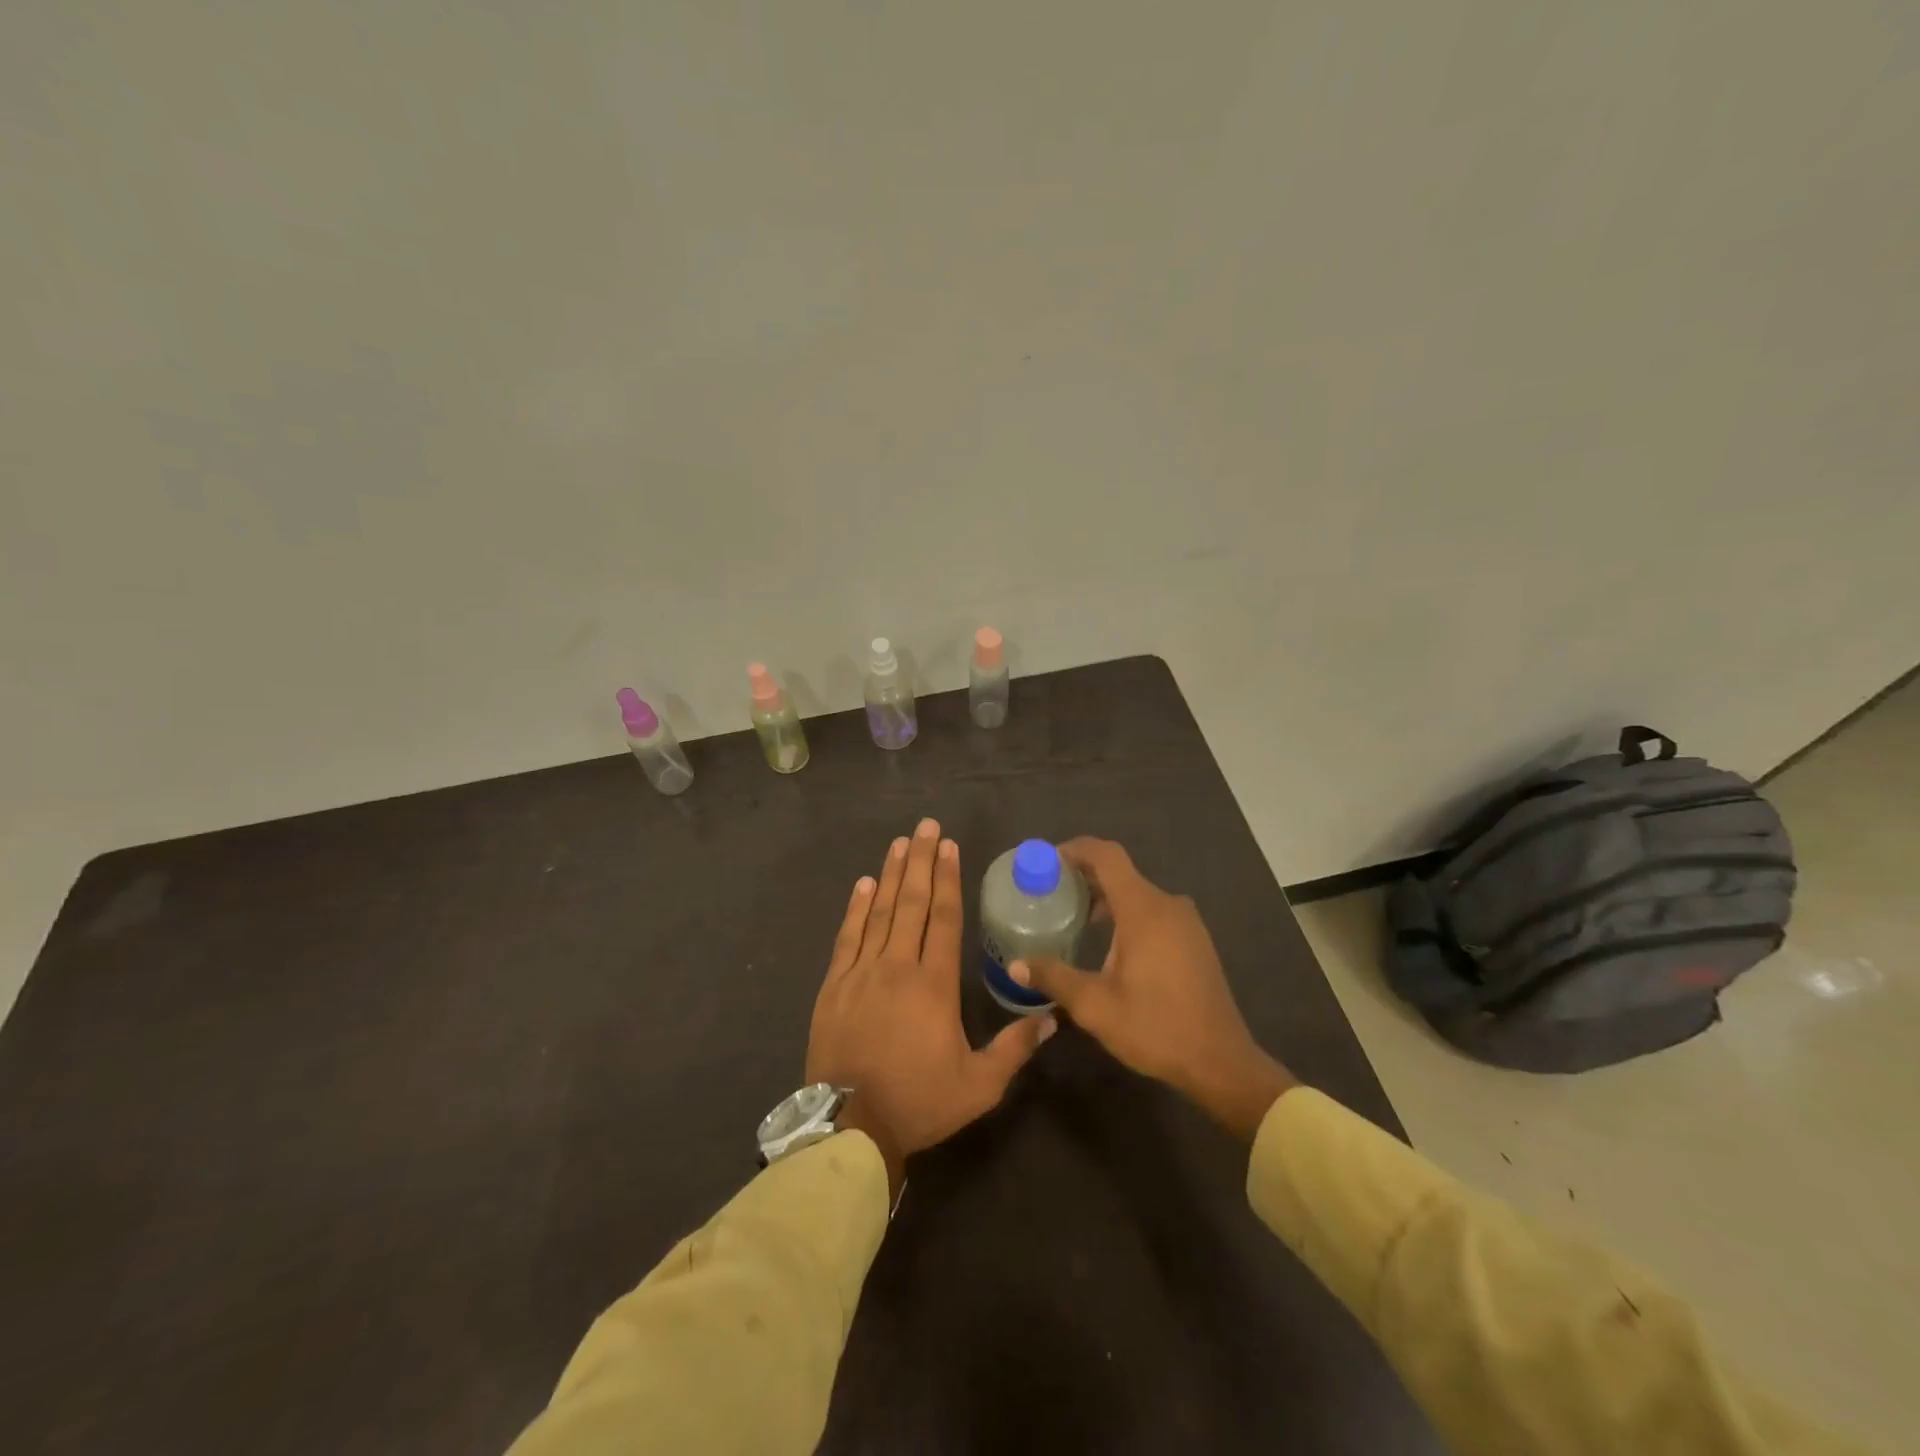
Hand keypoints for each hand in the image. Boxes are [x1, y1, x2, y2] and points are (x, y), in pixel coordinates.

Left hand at [806, 819, 1055, 1190]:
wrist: (850, 1127)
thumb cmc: (920, 1102)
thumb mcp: (979, 1086)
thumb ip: (1015, 1048)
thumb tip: (1052, 1017)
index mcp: (934, 985)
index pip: (945, 919)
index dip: (948, 879)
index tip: (949, 846)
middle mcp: (899, 967)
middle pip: (913, 903)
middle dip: (921, 861)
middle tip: (926, 826)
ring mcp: (862, 973)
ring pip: (880, 912)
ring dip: (892, 874)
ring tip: (900, 842)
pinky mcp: (834, 985)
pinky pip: (847, 937)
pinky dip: (856, 908)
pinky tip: (864, 884)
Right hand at [1011, 838, 1295, 1140]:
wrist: (1220, 1062)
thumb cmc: (1155, 1028)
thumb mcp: (1095, 1006)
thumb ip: (1054, 977)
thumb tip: (1015, 965)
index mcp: (1143, 909)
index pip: (1106, 855)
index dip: (1075, 850)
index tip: (1047, 862)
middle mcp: (1167, 904)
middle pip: (1120, 872)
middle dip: (1083, 876)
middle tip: (1050, 893)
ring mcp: (1186, 921)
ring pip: (1137, 892)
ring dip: (1105, 897)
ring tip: (1074, 918)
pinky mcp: (1194, 939)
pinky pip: (1153, 910)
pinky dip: (1126, 912)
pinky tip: (1108, 942)